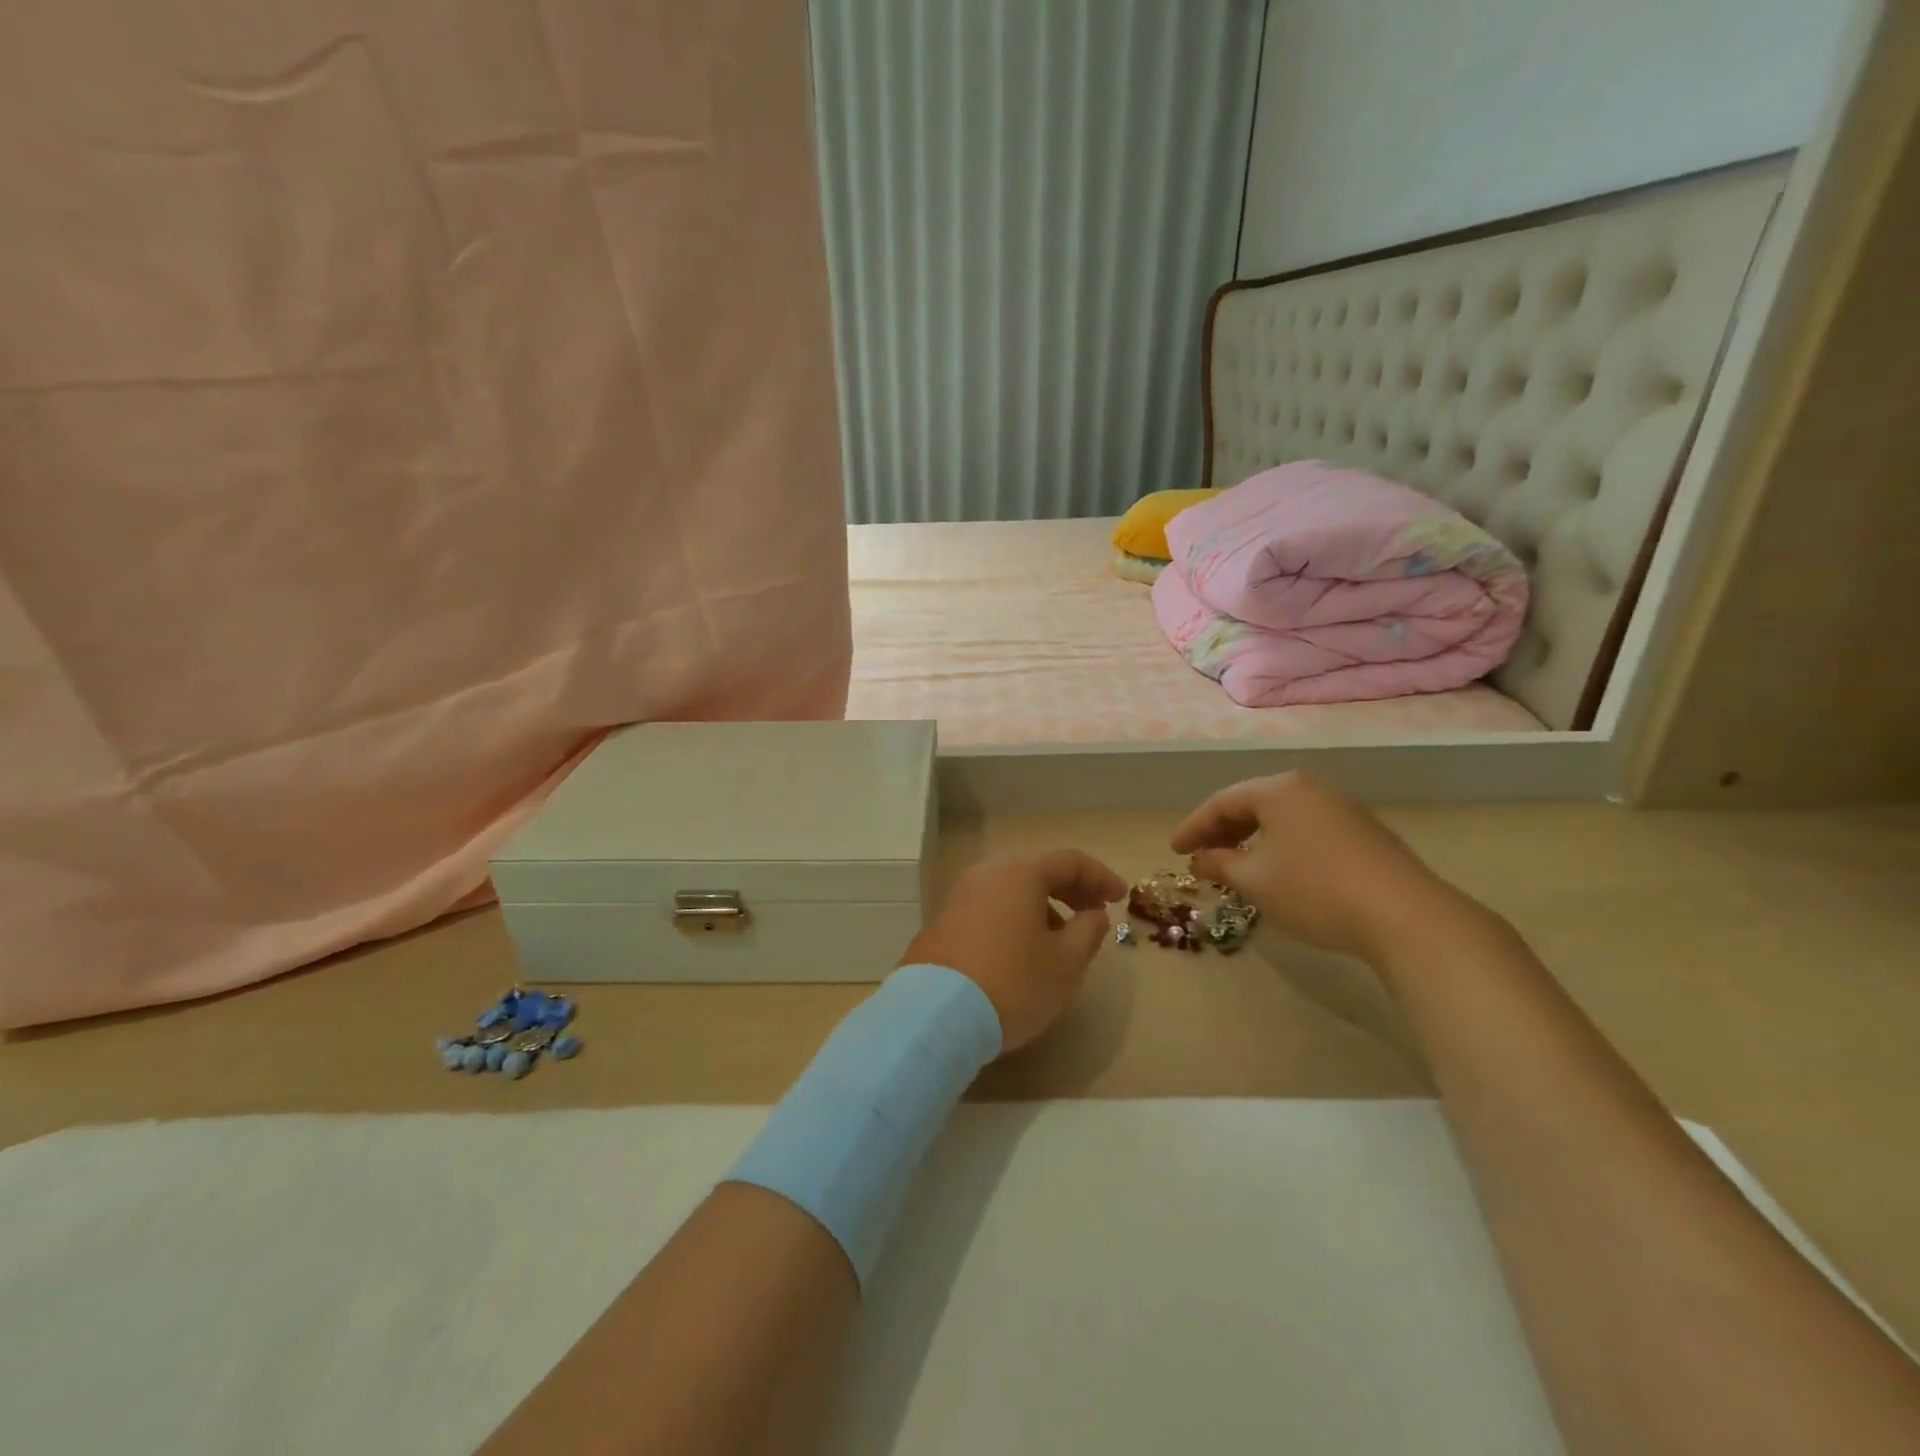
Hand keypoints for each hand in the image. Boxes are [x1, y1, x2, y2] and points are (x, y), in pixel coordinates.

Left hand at [901, 850, 1126, 1052]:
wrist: (936, 1015)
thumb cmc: (1013, 984)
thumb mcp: (1066, 963)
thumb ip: (1088, 931)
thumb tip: (1092, 913)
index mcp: (1019, 875)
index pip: (1069, 861)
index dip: (1100, 876)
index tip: (1120, 898)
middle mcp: (985, 875)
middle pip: (1036, 872)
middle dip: (1070, 890)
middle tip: (1094, 914)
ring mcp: (958, 897)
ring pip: (1010, 891)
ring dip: (1041, 907)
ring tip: (1060, 941)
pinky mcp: (942, 923)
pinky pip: (989, 909)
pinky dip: (1014, 919)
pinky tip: (1021, 952)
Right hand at [1169, 772, 1480, 966]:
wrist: (1405, 916)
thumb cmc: (1314, 890)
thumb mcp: (1254, 880)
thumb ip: (1219, 864)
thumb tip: (1199, 859)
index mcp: (1279, 790)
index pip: (1222, 802)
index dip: (1193, 827)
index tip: (1174, 851)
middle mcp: (1310, 789)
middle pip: (1253, 804)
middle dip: (1222, 831)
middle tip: (1201, 857)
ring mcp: (1341, 808)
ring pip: (1281, 818)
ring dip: (1252, 839)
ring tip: (1236, 866)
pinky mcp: (1363, 832)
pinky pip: (1306, 830)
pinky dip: (1282, 846)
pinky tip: (1280, 871)